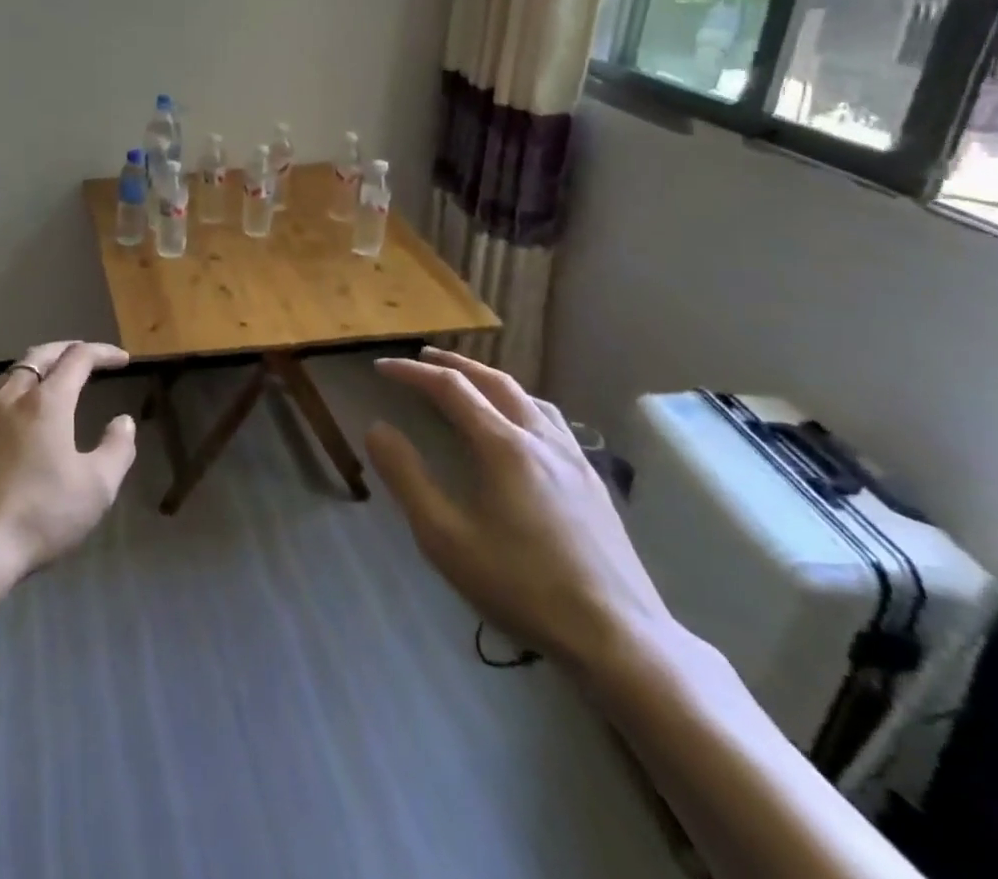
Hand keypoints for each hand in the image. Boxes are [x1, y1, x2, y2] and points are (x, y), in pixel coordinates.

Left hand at [0, 341, 135, 606]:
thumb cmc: (41, 515)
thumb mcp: (97, 488)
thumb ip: (117, 449)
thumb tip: (123, 421)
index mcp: (46, 401)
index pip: (78, 358)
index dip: (103, 353)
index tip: (122, 360)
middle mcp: (12, 396)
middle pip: (40, 355)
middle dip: (68, 350)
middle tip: (89, 357)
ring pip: (14, 372)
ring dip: (40, 366)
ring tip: (56, 378)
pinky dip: (18, 387)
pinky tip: (23, 410)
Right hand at [364, 348, 675, 676]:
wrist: (619, 639)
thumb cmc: (522, 587)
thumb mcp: (445, 537)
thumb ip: (407, 478)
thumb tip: (377, 428)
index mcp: (503, 446)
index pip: (450, 388)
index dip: (412, 372)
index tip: (381, 367)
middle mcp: (541, 439)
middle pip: (494, 381)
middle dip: (454, 364)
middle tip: (422, 358)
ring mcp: (574, 459)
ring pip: (528, 397)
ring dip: (490, 380)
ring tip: (469, 383)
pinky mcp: (594, 482)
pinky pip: (551, 420)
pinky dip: (521, 403)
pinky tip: (521, 428)